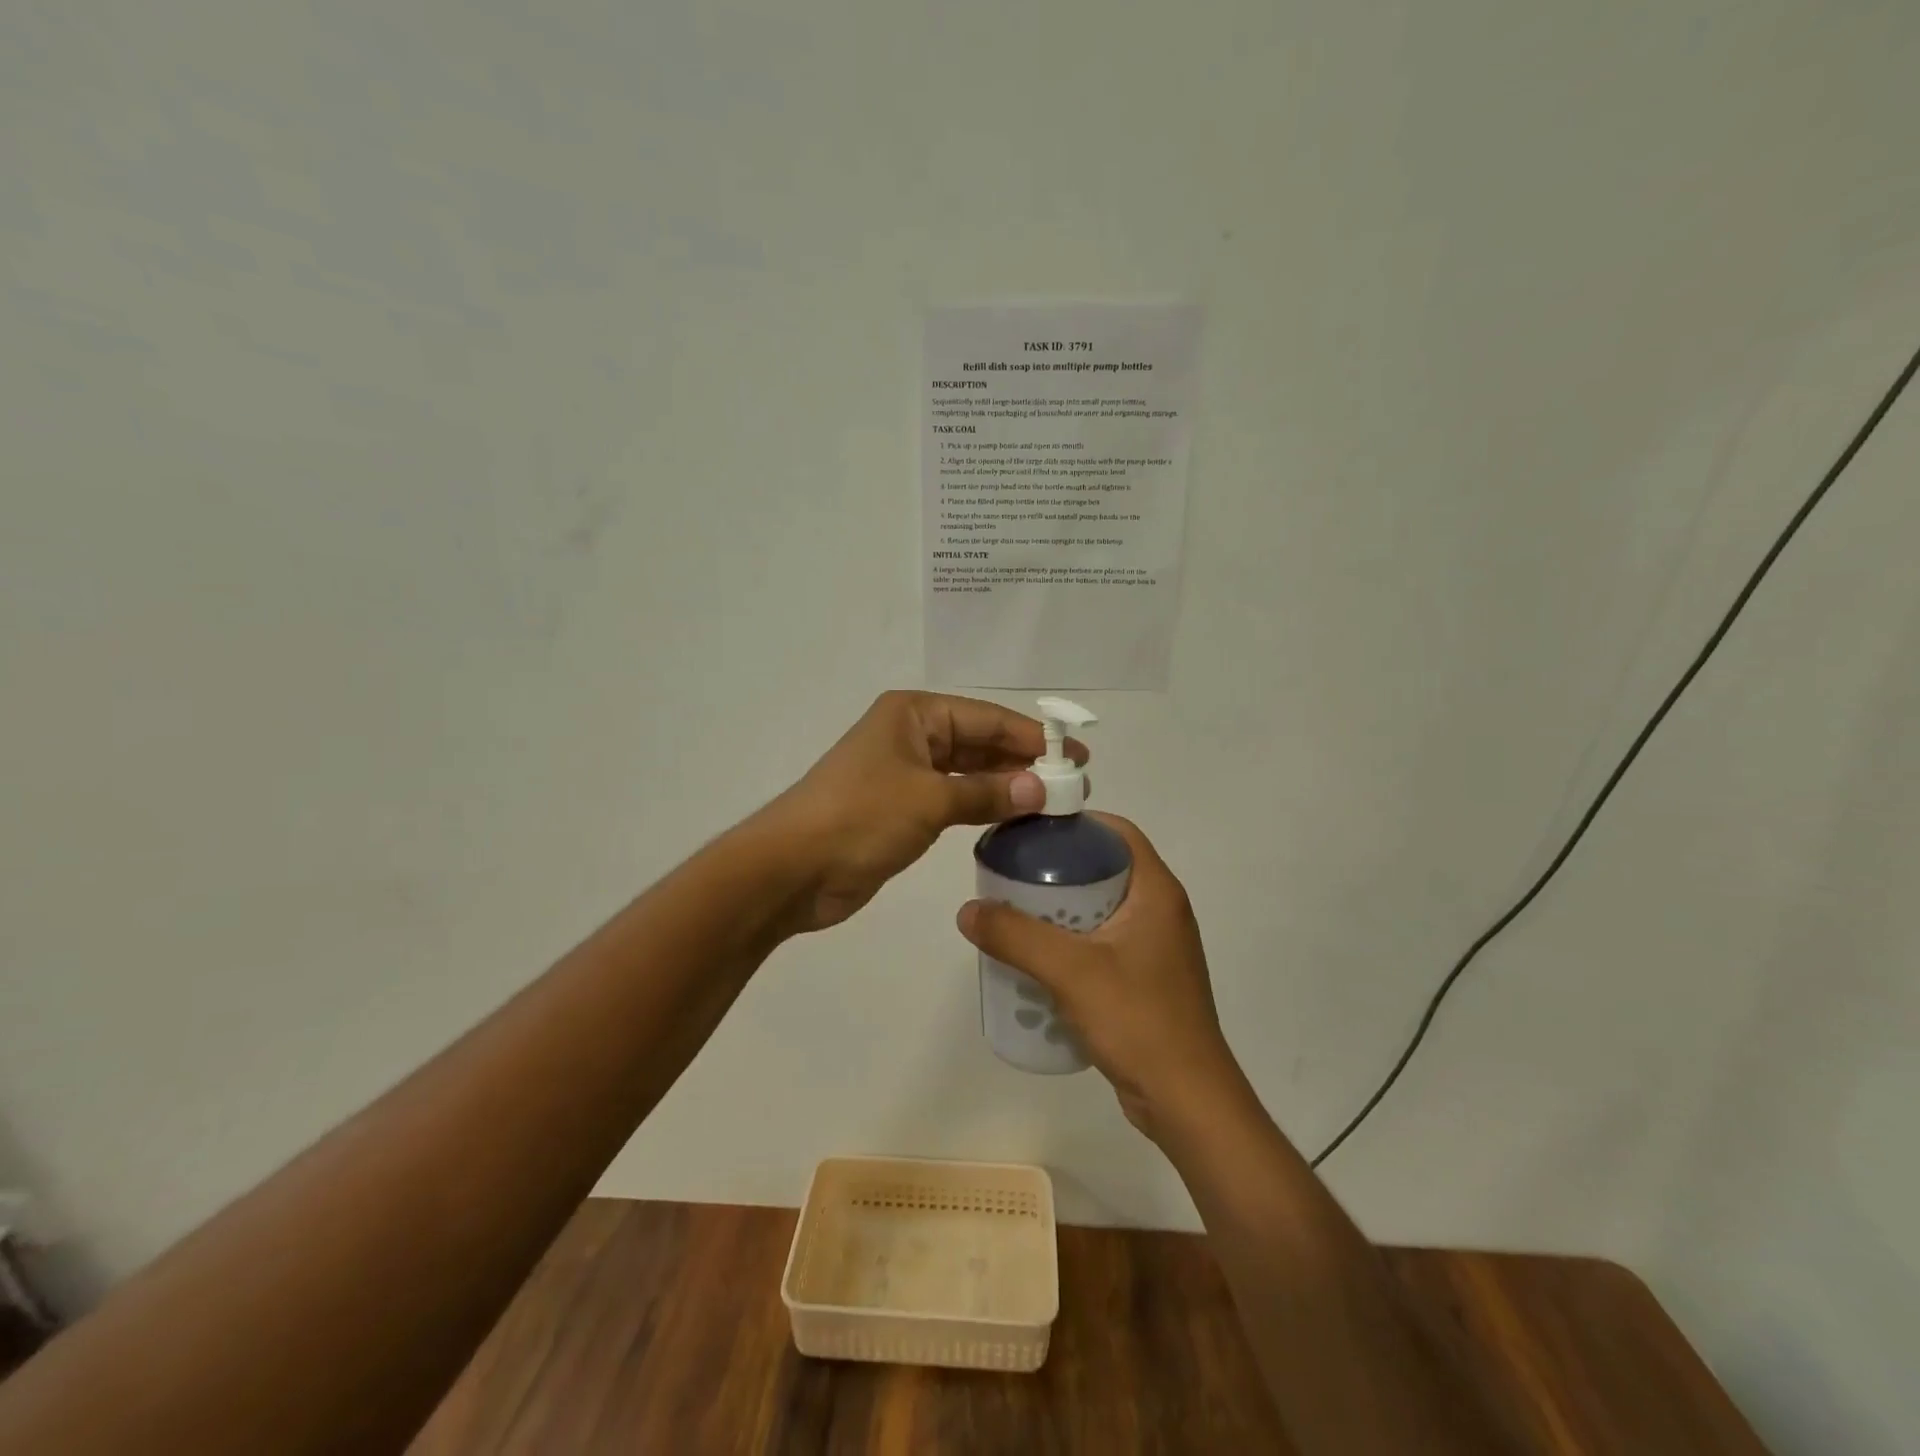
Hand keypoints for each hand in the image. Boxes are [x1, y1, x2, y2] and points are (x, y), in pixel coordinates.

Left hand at [761, 691, 1085, 932]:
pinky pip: (953, 799)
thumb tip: (1040, 790)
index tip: (1075, 756)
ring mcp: (905, 773)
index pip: (986, 717)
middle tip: (1072, 783)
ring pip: (968, 772)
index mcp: (914, 715)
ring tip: (1052, 802)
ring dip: (1005, 785)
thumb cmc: (861, 817)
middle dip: (1022, 761)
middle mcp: (911, 736)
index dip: (1032, 736)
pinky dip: (982, 806)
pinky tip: (1013, 818)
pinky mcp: (901, 809)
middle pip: (979, 742)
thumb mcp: (930, 800)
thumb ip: (987, 793)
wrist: (792, 869)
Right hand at [956, 814, 1240, 1141]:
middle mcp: (1160, 911)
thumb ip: (1016, 936)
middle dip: (1058, 868)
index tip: (1031, 830)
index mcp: (1156, 892)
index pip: (1117, 833)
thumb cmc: (1138, 1021)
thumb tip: (968, 910)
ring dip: (1060, 909)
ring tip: (1015, 914)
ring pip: (1100, 909)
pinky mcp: (1145, 979)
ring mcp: (1155, 948)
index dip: (1075, 823)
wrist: (1187, 1102)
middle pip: (1104, 868)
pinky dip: (1071, 942)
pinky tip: (1038, 960)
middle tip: (1012, 874)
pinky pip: (1102, 944)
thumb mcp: (1071, 971)